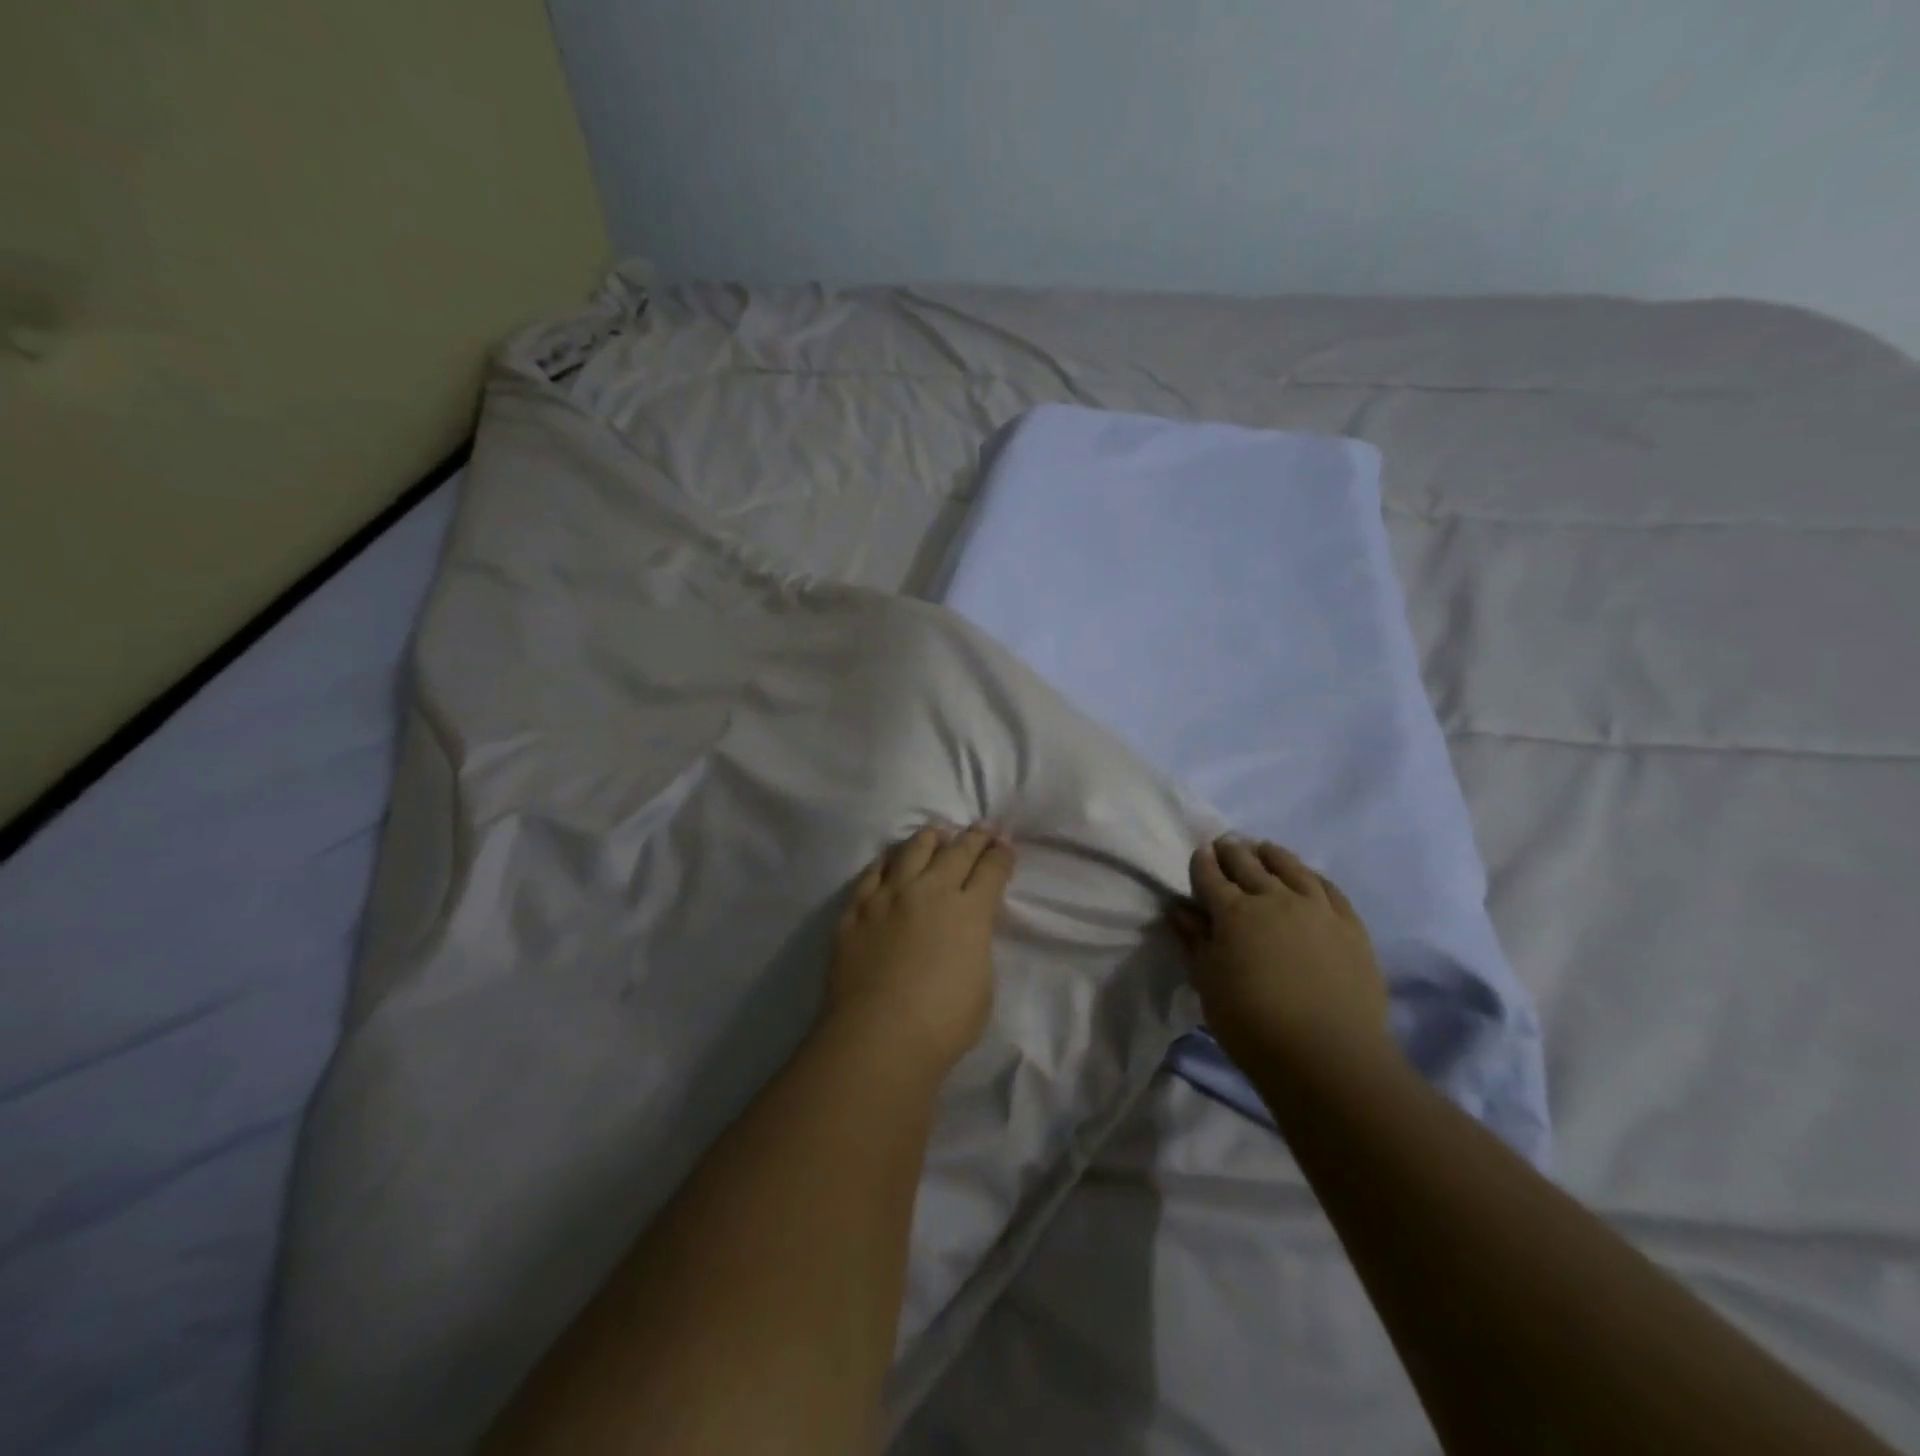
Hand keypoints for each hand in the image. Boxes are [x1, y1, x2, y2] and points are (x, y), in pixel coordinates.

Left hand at [828, 824, 1016, 1073]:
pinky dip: (886, 862)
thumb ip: (975, 946)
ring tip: (936, 834)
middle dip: (974, 838)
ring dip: (929, 839)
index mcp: (969, 912)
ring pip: (911, 851)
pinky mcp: (856, 911)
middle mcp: (930, 892)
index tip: (1006, 846)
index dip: (1002, 855)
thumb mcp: (982, 984)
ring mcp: (888, 897)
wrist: (879, 1036)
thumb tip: (965, 932)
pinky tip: (889, 859)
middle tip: (982, 829)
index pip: (991, 870)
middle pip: (956, 852)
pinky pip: (871, 874)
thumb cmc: (943, 1023)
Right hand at [1169, 837, 1389, 1067]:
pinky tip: (1307, 876)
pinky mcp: (1350, 925)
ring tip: (1263, 849)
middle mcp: (1274, 899)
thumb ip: (1195, 942)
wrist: (1328, 1056)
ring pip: (1290, 867)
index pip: (1212, 876)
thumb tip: (1181, 910)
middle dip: (1232, 851)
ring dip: (1271, 855)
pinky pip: (1329, 888)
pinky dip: (1311, 875)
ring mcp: (1317, 909)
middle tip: (1225, 844)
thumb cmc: (1252, 1024)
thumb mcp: (1208, 983)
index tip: (1200, 853)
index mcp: (1234, 912)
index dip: (1203, 862)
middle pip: (1248, 864)